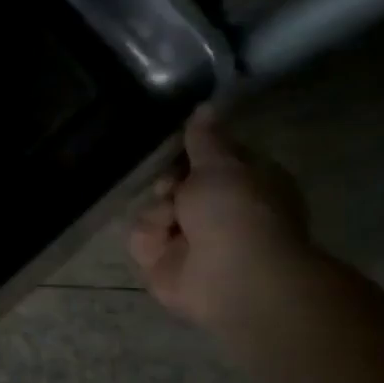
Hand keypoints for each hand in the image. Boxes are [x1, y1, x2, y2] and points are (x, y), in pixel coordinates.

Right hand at [128, 105, 313, 331]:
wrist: (231, 276)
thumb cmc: (237, 212)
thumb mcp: (221, 164)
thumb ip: (205, 138)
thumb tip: (205, 105)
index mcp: (243, 183)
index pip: (207, 158)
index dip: (189, 152)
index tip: (176, 146)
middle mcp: (215, 210)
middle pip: (172, 184)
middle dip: (167, 184)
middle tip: (172, 188)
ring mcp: (187, 238)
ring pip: (152, 209)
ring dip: (157, 214)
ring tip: (172, 223)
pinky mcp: (162, 262)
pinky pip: (140, 238)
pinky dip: (149, 239)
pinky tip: (163, 244)